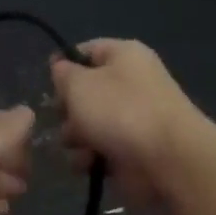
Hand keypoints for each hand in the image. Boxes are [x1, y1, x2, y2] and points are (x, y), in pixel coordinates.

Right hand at [50, 39, 205, 206]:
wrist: (167, 159)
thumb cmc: (120, 112)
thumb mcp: (79, 83)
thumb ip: (63, 73)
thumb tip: (61, 68)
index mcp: (124, 56)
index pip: (86, 51)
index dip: (64, 64)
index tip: (48, 82)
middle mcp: (130, 84)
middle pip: (84, 93)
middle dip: (67, 110)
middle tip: (64, 117)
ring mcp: (132, 119)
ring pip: (87, 125)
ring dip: (75, 138)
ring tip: (80, 146)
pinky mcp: (130, 150)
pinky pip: (98, 150)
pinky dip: (90, 158)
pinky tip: (90, 163)